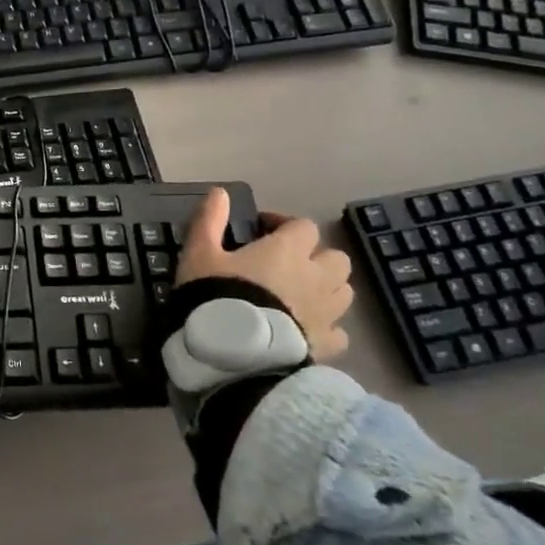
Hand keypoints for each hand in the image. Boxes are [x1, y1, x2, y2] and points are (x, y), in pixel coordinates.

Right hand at [176, 189, 351, 361]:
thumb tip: (219, 192)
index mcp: (287, 250)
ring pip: (344, 292)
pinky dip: (328, 328)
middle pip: (336, 258)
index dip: (285, 224)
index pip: (303, 226)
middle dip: (316, 258)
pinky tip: (307, 330)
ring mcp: (326, 313)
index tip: (263, 231)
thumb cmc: (216, 294)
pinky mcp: (327, 345)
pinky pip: (339, 333)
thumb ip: (210, 220)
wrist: (234, 352)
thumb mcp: (200, 253)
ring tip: (300, 296)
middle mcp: (315, 277)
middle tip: (288, 265)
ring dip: (327, 289)